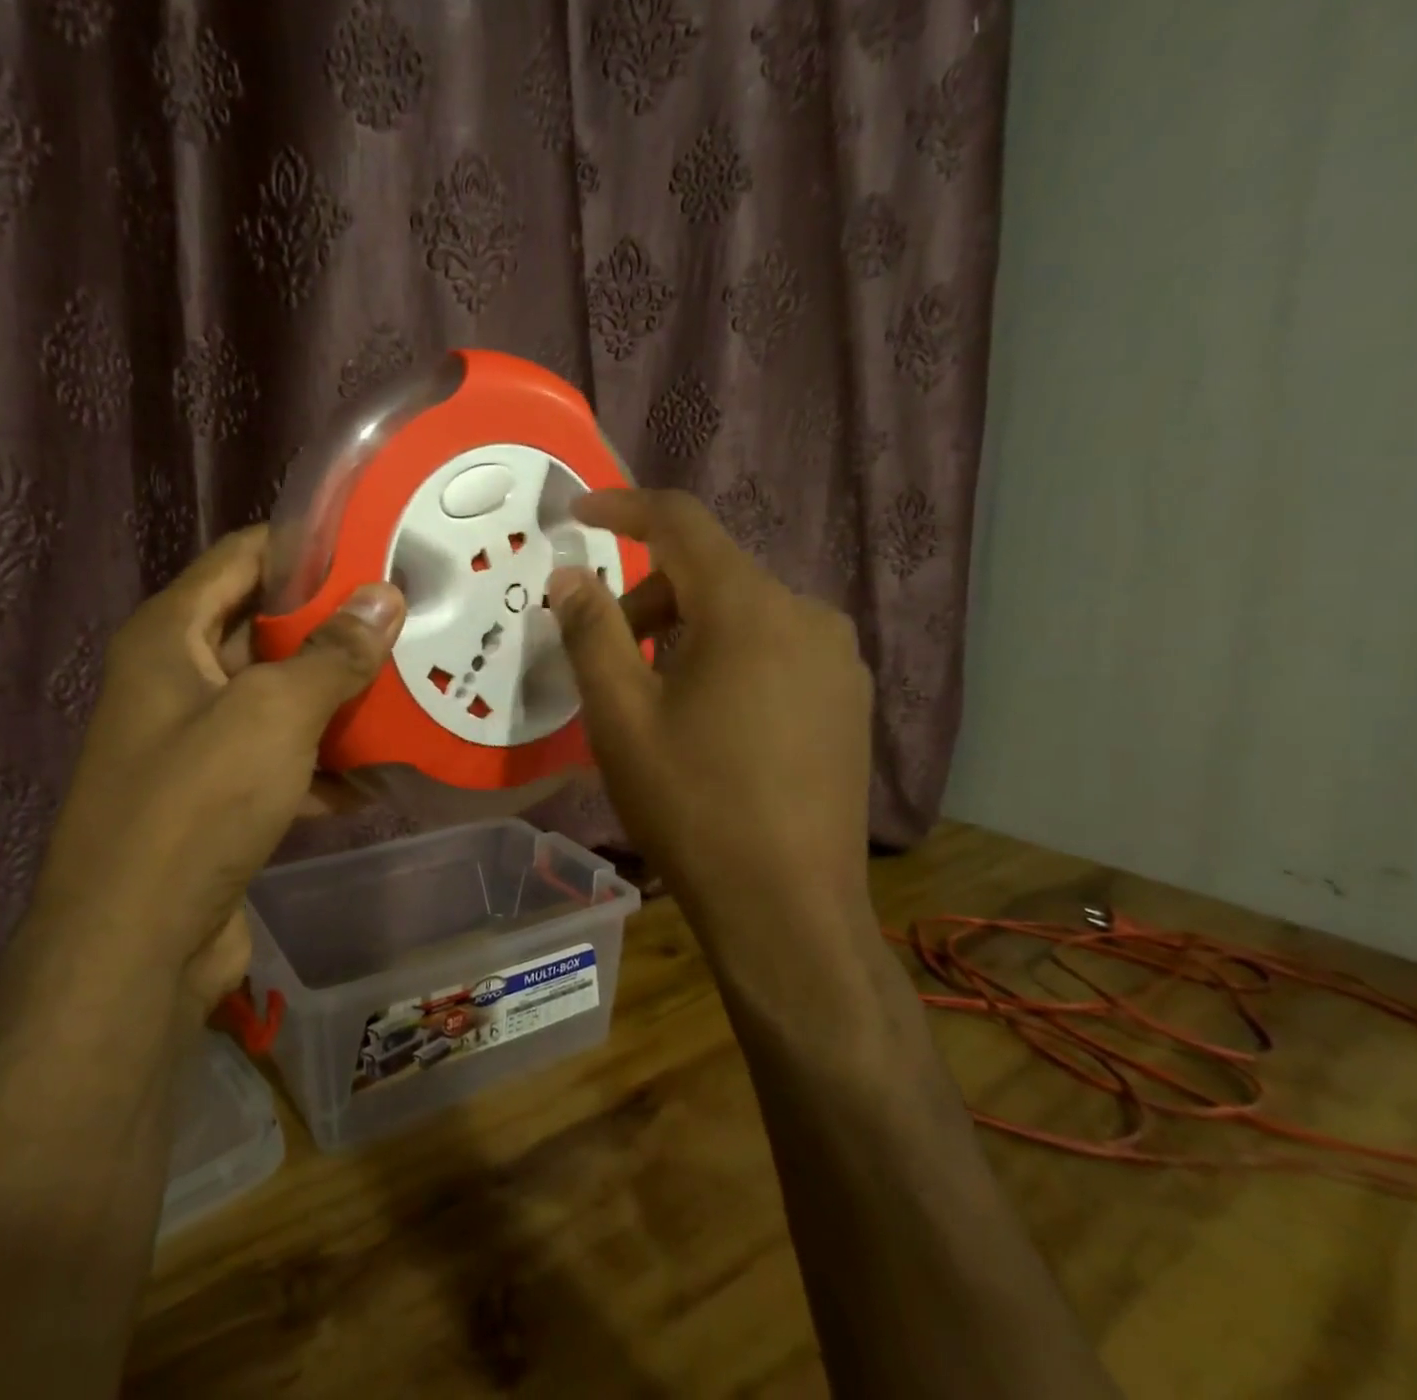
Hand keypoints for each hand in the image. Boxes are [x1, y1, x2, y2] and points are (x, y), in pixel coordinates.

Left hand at [26, 527, 405, 1013]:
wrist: (135, 947)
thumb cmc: (196, 805)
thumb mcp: (274, 713)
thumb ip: (333, 653)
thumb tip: (384, 598)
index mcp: (170, 636)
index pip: (243, 558)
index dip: (307, 546)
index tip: (376, 546)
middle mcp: (175, 678)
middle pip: (265, 629)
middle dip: (335, 628)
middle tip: (408, 620)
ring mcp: (195, 742)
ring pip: (279, 699)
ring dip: (337, 700)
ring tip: (409, 688)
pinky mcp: (217, 797)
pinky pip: (280, 759)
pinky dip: (323, 764)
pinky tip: (378, 775)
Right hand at [546, 489, 874, 958]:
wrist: (786, 908)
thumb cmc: (692, 804)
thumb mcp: (621, 716)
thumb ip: (591, 631)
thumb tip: (568, 576)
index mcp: (751, 608)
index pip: (682, 523)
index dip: (625, 507)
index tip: (579, 512)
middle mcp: (807, 616)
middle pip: (712, 574)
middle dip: (648, 597)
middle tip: (606, 652)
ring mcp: (838, 660)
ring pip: (744, 614)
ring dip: (687, 631)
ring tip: (654, 695)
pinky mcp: (848, 700)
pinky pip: (775, 649)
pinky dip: (727, 657)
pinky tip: (709, 718)